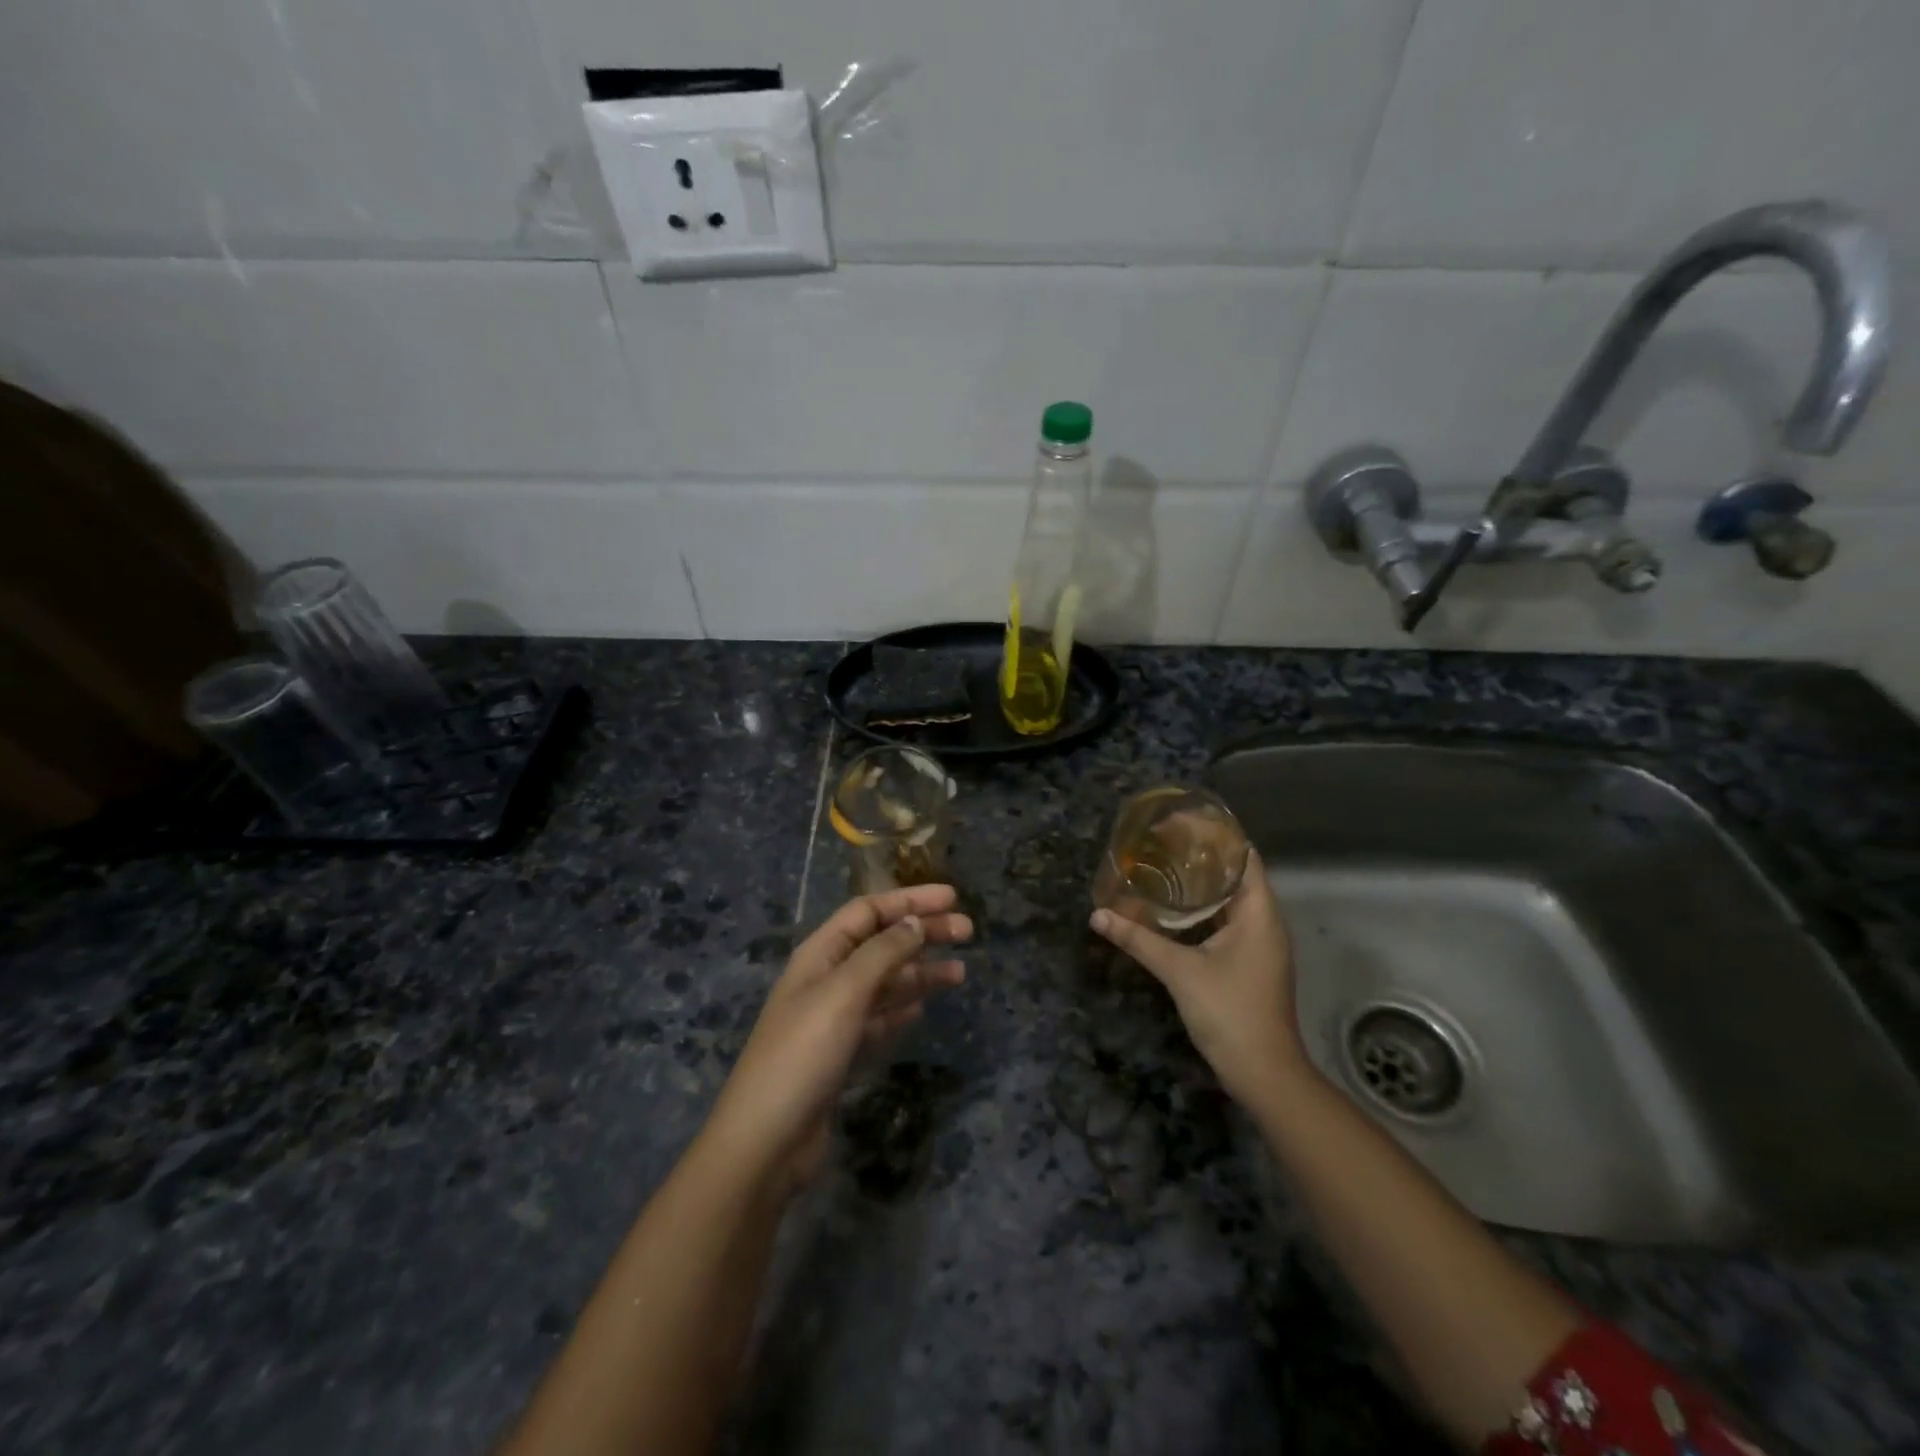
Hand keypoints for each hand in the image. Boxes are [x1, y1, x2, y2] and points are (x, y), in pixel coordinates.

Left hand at [704, 885, 971, 1193]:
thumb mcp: (844, 993)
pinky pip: (880, 1019)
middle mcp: (827, 978)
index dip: (909, 900)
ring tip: (961, 974)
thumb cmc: (803, 1053)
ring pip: (885, 982)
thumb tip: (914, 922)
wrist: (767, 1141)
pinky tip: (923, 1008)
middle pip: (881, 943)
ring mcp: (833, 1018)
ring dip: (921, 973)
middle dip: (923, 933)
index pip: (868, 911)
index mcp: (820, 954)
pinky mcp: (841, 1054)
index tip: (952, 898)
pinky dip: (902, 1008)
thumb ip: (882, 953)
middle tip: (968, 932)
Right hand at [1089, 849, 1304, 1105]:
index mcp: (1259, 914)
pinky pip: (1229, 924)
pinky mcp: (1250, 965)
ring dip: (1203, 886)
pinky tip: (1175, 911)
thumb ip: (1138, 939)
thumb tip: (1097, 915)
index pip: (1245, 858)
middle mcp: (1266, 923)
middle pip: (1238, 877)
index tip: (1183, 822)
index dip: (1219, 836)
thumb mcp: (1179, 970)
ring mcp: (1260, 946)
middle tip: (1163, 842)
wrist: (1263, 1073)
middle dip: (1204, 858)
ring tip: (1164, 868)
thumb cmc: (1229, 1011)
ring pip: (1233, 903)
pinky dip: (1204, 912)